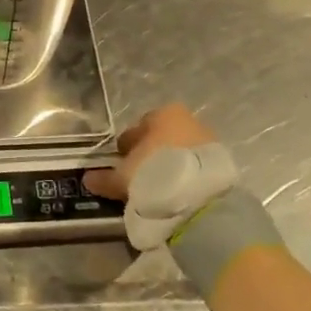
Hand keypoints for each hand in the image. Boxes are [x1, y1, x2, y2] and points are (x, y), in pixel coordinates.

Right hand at [84, 102, 215, 201]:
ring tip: (158, 188)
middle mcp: (188, 120)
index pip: (138, 128)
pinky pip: (195, 166)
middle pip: (162, 138)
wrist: (199, 196)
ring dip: (169, 166)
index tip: (123, 165)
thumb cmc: (153, 173)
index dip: (128, 148)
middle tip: (139, 177)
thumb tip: (88, 178)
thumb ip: (105, 177)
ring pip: (180, 151)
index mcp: (163, 114)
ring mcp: (208, 140)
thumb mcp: (123, 177)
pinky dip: (186, 176)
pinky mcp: (222, 162)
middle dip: (150, 155)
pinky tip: (177, 193)